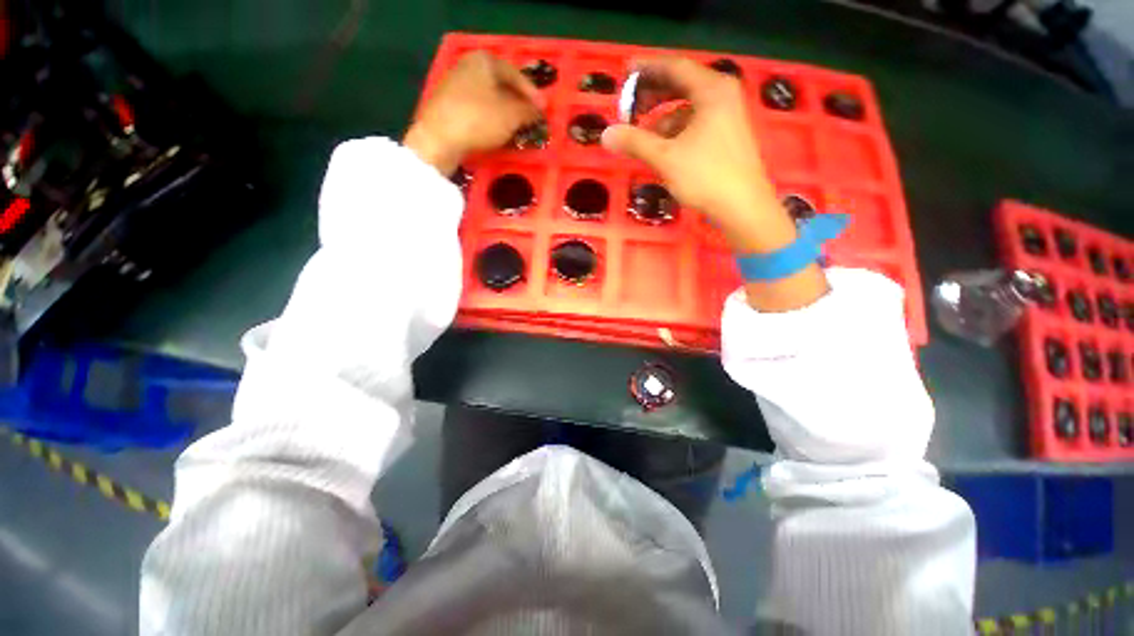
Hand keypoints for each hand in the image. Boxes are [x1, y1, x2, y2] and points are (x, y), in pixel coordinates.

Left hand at [404, 51, 540, 175]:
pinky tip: (496, 134)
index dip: (533, 94)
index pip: (516, 74)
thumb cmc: (479, 119)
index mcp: (484, 60)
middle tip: (530, 119)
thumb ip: (529, 111)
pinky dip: (489, 120)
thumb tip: (538, 111)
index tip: (544, 110)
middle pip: (501, 86)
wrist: (438, 138)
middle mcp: (467, 67)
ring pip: (488, 99)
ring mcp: (454, 86)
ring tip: (516, 129)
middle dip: (518, 104)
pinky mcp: (447, 106)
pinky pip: (476, 110)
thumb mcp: (512, 115)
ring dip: (504, 114)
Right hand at [602, 57, 793, 254]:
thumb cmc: (705, 176)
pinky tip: (663, 148)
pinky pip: (695, 123)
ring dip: (661, 118)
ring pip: (687, 108)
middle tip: (628, 107)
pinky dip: (675, 131)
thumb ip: (634, 142)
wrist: (742, 206)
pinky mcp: (727, 136)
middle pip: (681, 85)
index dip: (646, 69)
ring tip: (642, 136)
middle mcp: (722, 96)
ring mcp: (727, 116)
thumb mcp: (665, 158)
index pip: (674, 67)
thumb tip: (606, 135)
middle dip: (652, 95)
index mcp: (711, 90)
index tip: (625, 73)